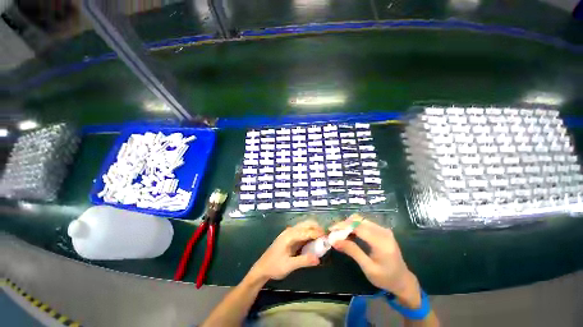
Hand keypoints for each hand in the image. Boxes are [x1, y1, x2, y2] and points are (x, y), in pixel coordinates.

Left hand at [249, 220, 323, 281]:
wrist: (262, 268)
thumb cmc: (274, 266)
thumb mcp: (289, 266)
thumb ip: (303, 261)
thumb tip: (318, 259)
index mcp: (289, 236)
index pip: (306, 231)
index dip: (317, 233)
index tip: (327, 237)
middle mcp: (290, 231)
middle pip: (306, 224)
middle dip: (317, 228)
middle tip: (326, 237)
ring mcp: (290, 233)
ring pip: (304, 226)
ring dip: (314, 229)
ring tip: (322, 238)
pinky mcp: (290, 237)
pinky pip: (302, 231)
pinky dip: (310, 233)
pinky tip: (314, 240)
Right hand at [332, 214, 421, 307]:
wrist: (403, 280)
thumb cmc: (386, 278)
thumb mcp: (368, 268)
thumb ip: (352, 252)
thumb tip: (334, 241)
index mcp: (382, 242)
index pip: (359, 227)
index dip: (343, 226)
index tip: (331, 229)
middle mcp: (383, 232)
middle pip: (359, 220)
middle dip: (344, 224)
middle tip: (334, 232)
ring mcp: (383, 229)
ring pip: (361, 220)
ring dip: (348, 224)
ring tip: (339, 233)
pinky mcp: (382, 230)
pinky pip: (365, 223)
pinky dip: (354, 226)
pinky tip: (349, 233)